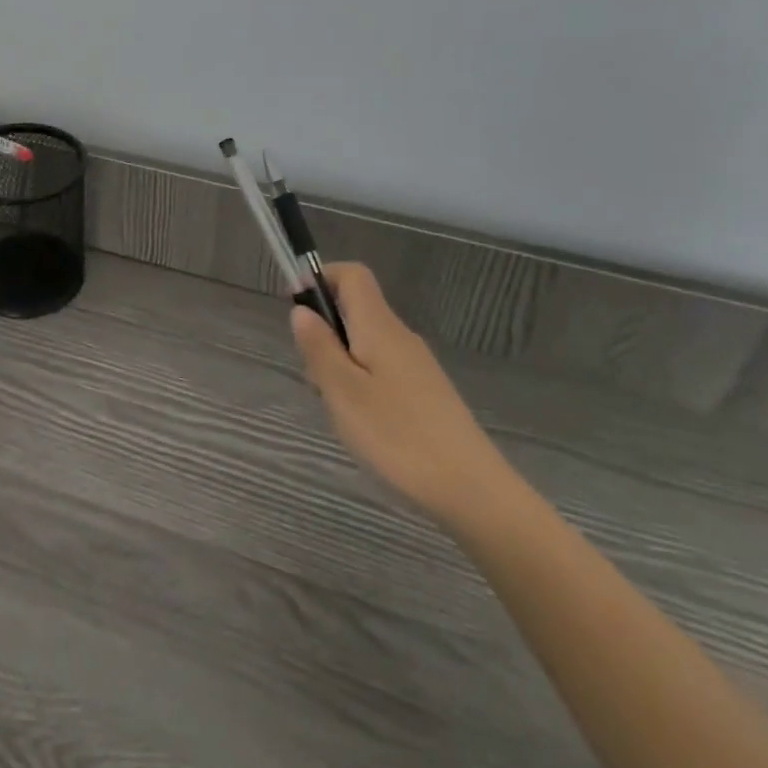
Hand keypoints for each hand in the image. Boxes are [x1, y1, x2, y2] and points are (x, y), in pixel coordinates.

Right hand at [291, 263, 514, 524]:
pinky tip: (364, 426)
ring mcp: (417, 366)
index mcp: (379, 327)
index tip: (296, 308)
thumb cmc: (398, 437)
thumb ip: (319, 347)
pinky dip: (360, 385)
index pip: (353, 275)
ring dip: (340, 365)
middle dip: (324, 333)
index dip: (321, 278)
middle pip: (355, 311)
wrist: (472, 491)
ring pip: (365, 345)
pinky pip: (381, 370)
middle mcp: (400, 337)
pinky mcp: (426, 394)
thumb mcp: (343, 392)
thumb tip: (301, 310)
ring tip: (339, 412)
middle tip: (315, 379)